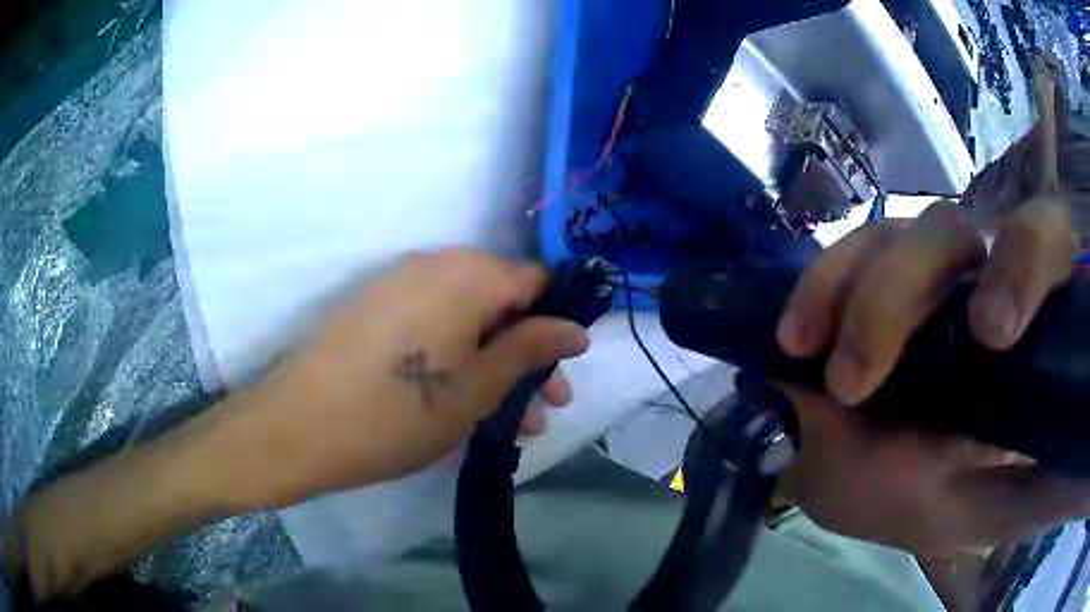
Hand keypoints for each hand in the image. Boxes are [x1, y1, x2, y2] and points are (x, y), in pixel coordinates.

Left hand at [219, 249, 589, 508]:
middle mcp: (433, 265)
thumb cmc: (397, 413)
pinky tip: (463, 403)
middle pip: (501, 301)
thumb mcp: (478, 389)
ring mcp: (398, 286)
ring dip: (494, 364)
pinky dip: (456, 359)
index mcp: (466, 274)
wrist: (297, 427)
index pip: (536, 281)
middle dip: (528, 354)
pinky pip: (432, 325)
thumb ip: (531, 350)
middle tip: (545, 405)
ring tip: (512, 421)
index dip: (557, 322)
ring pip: (466, 319)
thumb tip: (577, 328)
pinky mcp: (374, 310)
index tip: (564, 367)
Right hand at [774, 198, 1088, 553]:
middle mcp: (975, 276)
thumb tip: (1080, 470)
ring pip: (900, 235)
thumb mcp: (980, 509)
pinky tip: (798, 337)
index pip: (1043, 240)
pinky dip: (822, 286)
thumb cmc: (912, 496)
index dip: (1023, 264)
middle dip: (916, 282)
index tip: (989, 334)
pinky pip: (846, 251)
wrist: (833, 474)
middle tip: (869, 371)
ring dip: (861, 296)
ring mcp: (916, 269)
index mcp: (1021, 321)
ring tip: (827, 370)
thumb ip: (1035, 492)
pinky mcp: (861, 272)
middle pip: (959, 227)